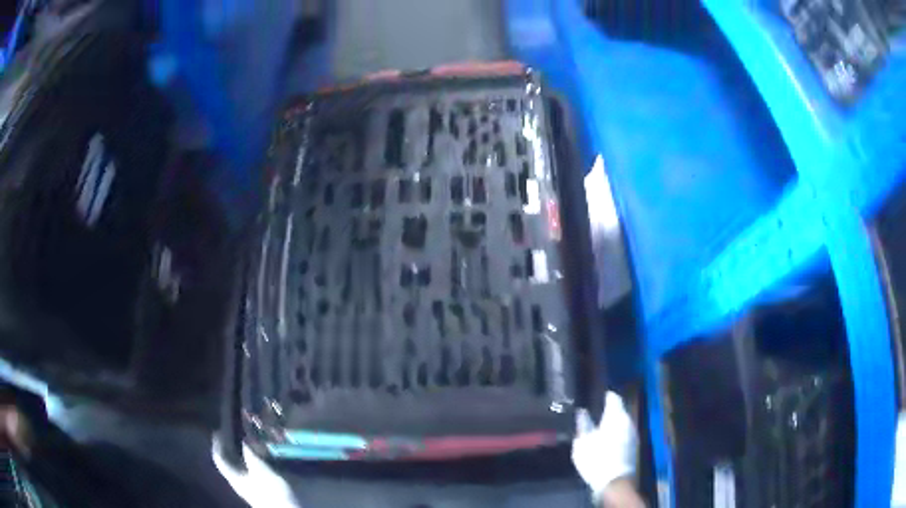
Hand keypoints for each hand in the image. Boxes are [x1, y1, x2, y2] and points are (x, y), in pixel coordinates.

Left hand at [213, 437, 300, 507]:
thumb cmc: (269, 491)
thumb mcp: (260, 470)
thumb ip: (250, 455)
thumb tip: (243, 440)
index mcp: (233, 476)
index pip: (219, 458)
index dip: (217, 444)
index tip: (218, 429)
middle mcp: (238, 480)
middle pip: (229, 461)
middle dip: (230, 447)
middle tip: (236, 432)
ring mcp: (250, 485)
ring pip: (241, 465)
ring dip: (243, 453)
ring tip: (250, 441)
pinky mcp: (261, 488)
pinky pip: (252, 470)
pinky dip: (253, 460)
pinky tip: (262, 457)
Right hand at [572, 392, 641, 506]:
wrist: (614, 482)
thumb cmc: (596, 459)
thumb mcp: (582, 442)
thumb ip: (583, 425)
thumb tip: (582, 412)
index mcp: (616, 416)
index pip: (614, 398)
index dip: (605, 396)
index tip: (596, 396)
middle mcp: (628, 421)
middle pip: (619, 410)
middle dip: (608, 410)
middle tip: (594, 412)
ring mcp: (633, 434)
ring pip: (622, 422)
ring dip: (612, 423)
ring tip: (598, 426)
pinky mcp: (633, 446)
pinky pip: (624, 433)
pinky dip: (616, 433)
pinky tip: (606, 440)